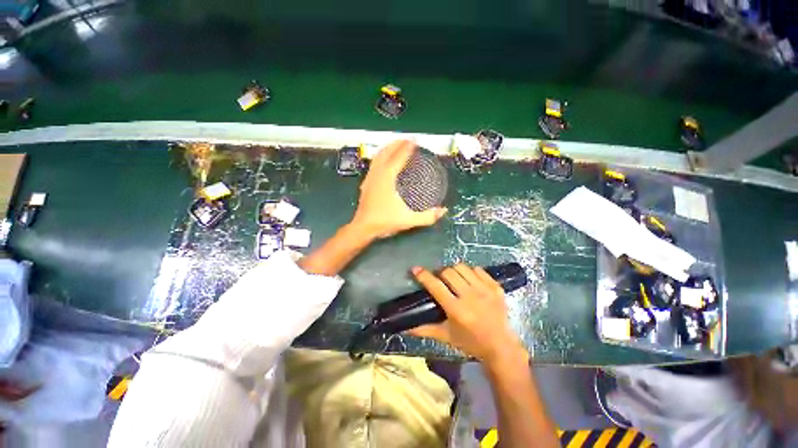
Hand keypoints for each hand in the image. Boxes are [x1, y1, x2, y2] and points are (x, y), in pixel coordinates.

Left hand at [351, 140, 446, 238]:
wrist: (363, 227)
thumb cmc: (385, 221)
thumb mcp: (409, 220)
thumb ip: (427, 216)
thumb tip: (443, 210)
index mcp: (388, 178)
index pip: (398, 157)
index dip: (407, 148)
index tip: (414, 141)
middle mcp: (377, 174)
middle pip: (386, 152)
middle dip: (396, 143)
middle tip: (406, 140)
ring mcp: (370, 178)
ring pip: (378, 157)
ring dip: (387, 148)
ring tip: (395, 145)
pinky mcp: (366, 183)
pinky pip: (373, 164)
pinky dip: (380, 157)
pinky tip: (383, 161)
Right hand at [408, 264, 526, 364]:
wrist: (500, 346)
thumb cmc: (470, 342)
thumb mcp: (445, 336)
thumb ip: (424, 329)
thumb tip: (403, 327)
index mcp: (457, 310)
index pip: (436, 286)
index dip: (424, 276)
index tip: (416, 269)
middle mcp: (471, 297)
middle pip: (448, 272)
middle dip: (440, 273)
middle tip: (440, 280)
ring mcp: (485, 290)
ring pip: (462, 267)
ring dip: (454, 271)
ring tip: (454, 279)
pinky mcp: (496, 287)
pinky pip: (478, 269)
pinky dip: (470, 272)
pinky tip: (469, 281)